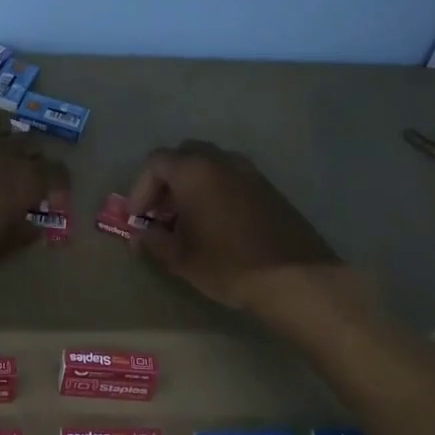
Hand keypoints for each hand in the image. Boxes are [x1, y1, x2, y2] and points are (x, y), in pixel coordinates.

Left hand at [0, 114, 72, 285]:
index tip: (53, 197)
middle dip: (32, 158)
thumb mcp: (0, 249)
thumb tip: (36, 225)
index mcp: (23, 180)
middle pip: (29, 142)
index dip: (60, 183)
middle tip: (24, 176)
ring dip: (4, 137)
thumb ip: (24, 232)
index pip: (57, 170)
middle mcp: (2, 153)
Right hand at [129, 140, 337, 310]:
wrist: (296, 278)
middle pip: (184, 156)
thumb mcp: (181, 258)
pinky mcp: (269, 188)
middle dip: (167, 181)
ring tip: (189, 221)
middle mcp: (221, 161)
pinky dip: (217, 191)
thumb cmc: (228, 264)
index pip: (155, 162)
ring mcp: (249, 172)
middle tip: (162, 213)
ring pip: (210, 165)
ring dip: (193, 185)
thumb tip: (140, 234)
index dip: (140, 188)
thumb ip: (154, 240)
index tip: (139, 217)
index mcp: (193, 170)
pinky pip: (233, 179)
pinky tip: (219, 225)